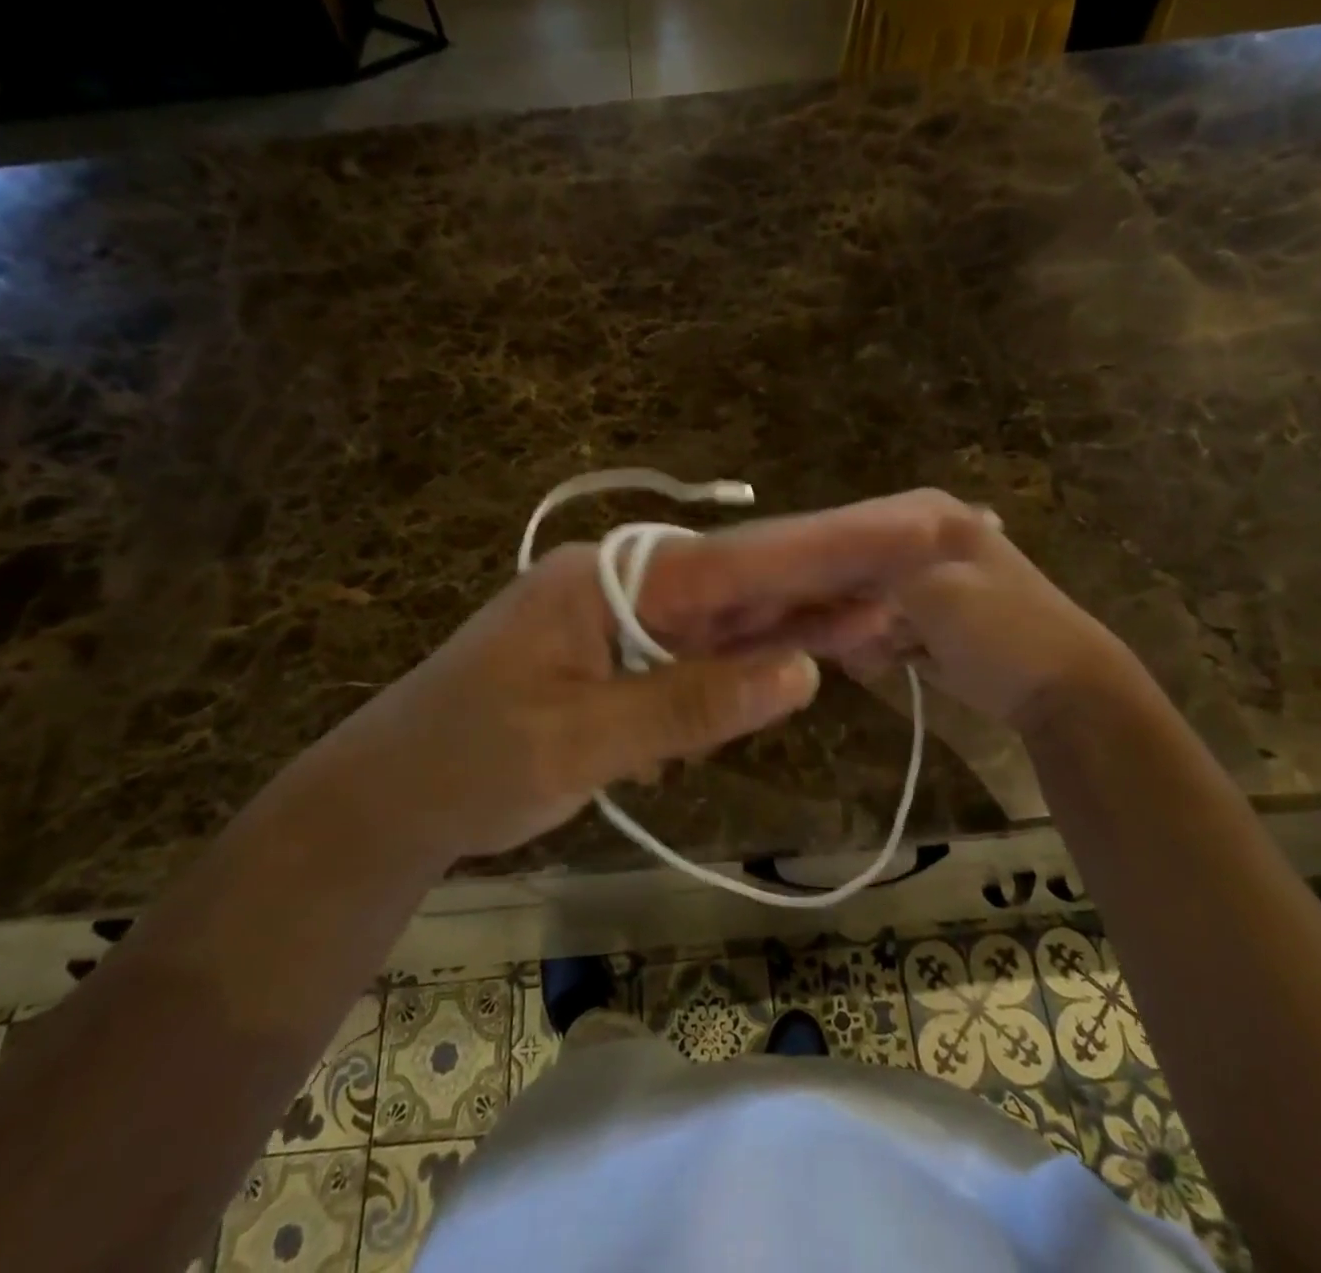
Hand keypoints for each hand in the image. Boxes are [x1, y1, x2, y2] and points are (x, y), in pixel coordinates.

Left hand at [287, 490, 992, 857]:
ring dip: (803, 613)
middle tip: (928, 543)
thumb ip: (688, 701)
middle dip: (836, 566)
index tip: (916, 525)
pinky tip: (805, 653)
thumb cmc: (468, 764)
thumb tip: (799, 670)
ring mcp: (624, 620)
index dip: (835, 546)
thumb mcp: (577, 740)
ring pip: (731, 614)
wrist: (391, 795)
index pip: (741, 562)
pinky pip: (702, 651)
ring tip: (888, 604)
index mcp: (609, 580)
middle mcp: (624, 584)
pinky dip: (753, 656)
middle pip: (746, 576)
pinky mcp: (622, 658)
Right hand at [835, 514, 1135, 730]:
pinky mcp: (928, 621)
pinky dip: (876, 648)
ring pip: (862, 601)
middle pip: (853, 566)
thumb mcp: (932, 588)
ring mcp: (927, 583)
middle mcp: (924, 541)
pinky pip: (880, 629)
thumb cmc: (999, 630)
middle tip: (844, 635)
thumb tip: (821, 569)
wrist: (1064, 690)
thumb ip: (872, 570)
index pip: (850, 525)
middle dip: (843, 604)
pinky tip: (882, 663)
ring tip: (874, 653)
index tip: (806, 598)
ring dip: (860, 631)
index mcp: (932, 517)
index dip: (825, 561)